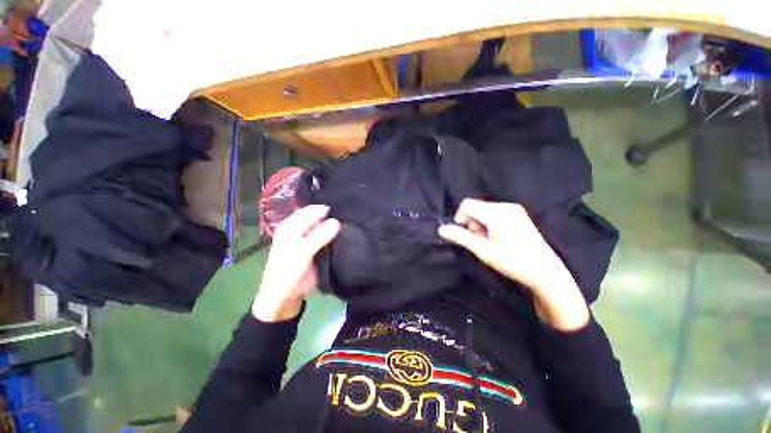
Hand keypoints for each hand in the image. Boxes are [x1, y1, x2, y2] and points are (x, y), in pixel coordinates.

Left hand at [252, 205, 340, 321]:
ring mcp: (310, 239)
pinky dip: (337, 238)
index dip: (327, 210)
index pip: (312, 210)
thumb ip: (319, 236)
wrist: (285, 295)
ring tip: (353, 226)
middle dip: (333, 218)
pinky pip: (329, 239)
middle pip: (320, 218)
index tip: (345, 210)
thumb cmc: (288, 270)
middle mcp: (301, 229)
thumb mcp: (302, 251)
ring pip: (326, 229)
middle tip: (351, 218)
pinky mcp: (318, 248)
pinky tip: (349, 236)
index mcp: (292, 225)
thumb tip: (337, 221)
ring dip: (336, 229)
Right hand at [438, 199, 588, 330]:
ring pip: (484, 211)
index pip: (467, 204)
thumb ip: (460, 237)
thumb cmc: (512, 261)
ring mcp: (514, 210)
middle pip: (476, 207)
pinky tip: (497, 238)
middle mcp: (506, 206)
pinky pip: (495, 214)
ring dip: (480, 224)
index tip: (467, 234)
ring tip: (489, 241)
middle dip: (472, 222)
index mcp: (497, 212)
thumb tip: (441, 229)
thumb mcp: (482, 250)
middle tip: (480, 241)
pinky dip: (490, 224)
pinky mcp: (519, 215)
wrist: (546, 272)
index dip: (460, 218)